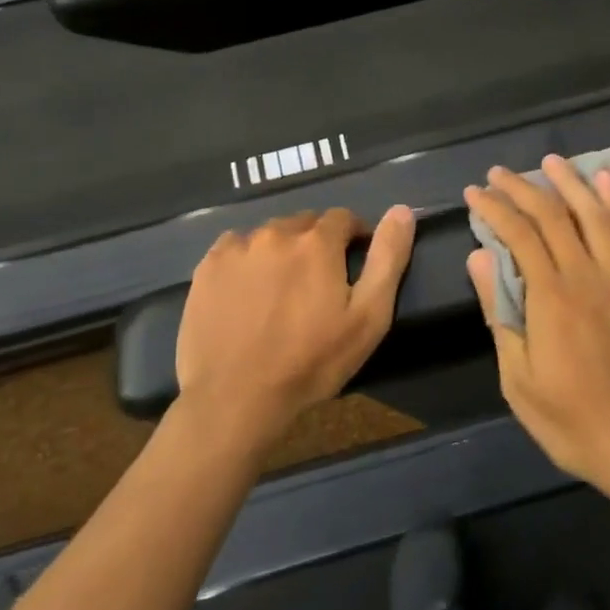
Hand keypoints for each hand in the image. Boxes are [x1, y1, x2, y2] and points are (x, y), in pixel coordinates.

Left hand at [176, 206, 415, 450]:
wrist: (236, 399)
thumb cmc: (311, 361)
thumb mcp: (368, 316)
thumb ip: (388, 258)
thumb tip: (402, 210)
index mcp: (317, 242)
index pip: (343, 218)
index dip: (353, 235)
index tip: (355, 259)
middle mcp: (276, 233)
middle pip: (304, 223)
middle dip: (316, 242)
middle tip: (318, 280)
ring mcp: (237, 249)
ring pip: (269, 235)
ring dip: (281, 250)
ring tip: (281, 288)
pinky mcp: (207, 268)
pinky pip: (234, 248)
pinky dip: (246, 260)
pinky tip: (247, 290)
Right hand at [465, 156, 609, 500]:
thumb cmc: (572, 421)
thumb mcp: (518, 379)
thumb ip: (500, 313)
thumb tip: (479, 258)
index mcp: (552, 298)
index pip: (519, 235)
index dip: (495, 208)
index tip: (475, 192)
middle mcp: (588, 276)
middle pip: (554, 216)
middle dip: (523, 188)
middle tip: (499, 173)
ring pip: (595, 215)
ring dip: (572, 183)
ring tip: (552, 161)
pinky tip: (609, 183)